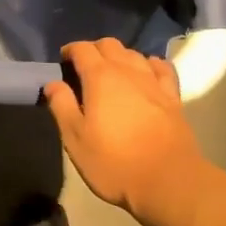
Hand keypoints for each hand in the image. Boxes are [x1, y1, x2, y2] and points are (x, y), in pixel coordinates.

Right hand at [43, 39, 208, 223]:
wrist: (168, 180)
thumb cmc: (114, 162)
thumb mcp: (76, 139)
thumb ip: (62, 106)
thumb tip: (53, 83)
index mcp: (100, 77)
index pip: (82, 49)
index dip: (70, 50)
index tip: (63, 60)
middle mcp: (127, 70)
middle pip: (109, 45)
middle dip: (94, 50)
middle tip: (84, 67)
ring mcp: (153, 81)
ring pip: (134, 54)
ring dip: (120, 56)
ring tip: (112, 72)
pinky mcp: (172, 96)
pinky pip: (161, 68)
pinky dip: (150, 64)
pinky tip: (147, 73)